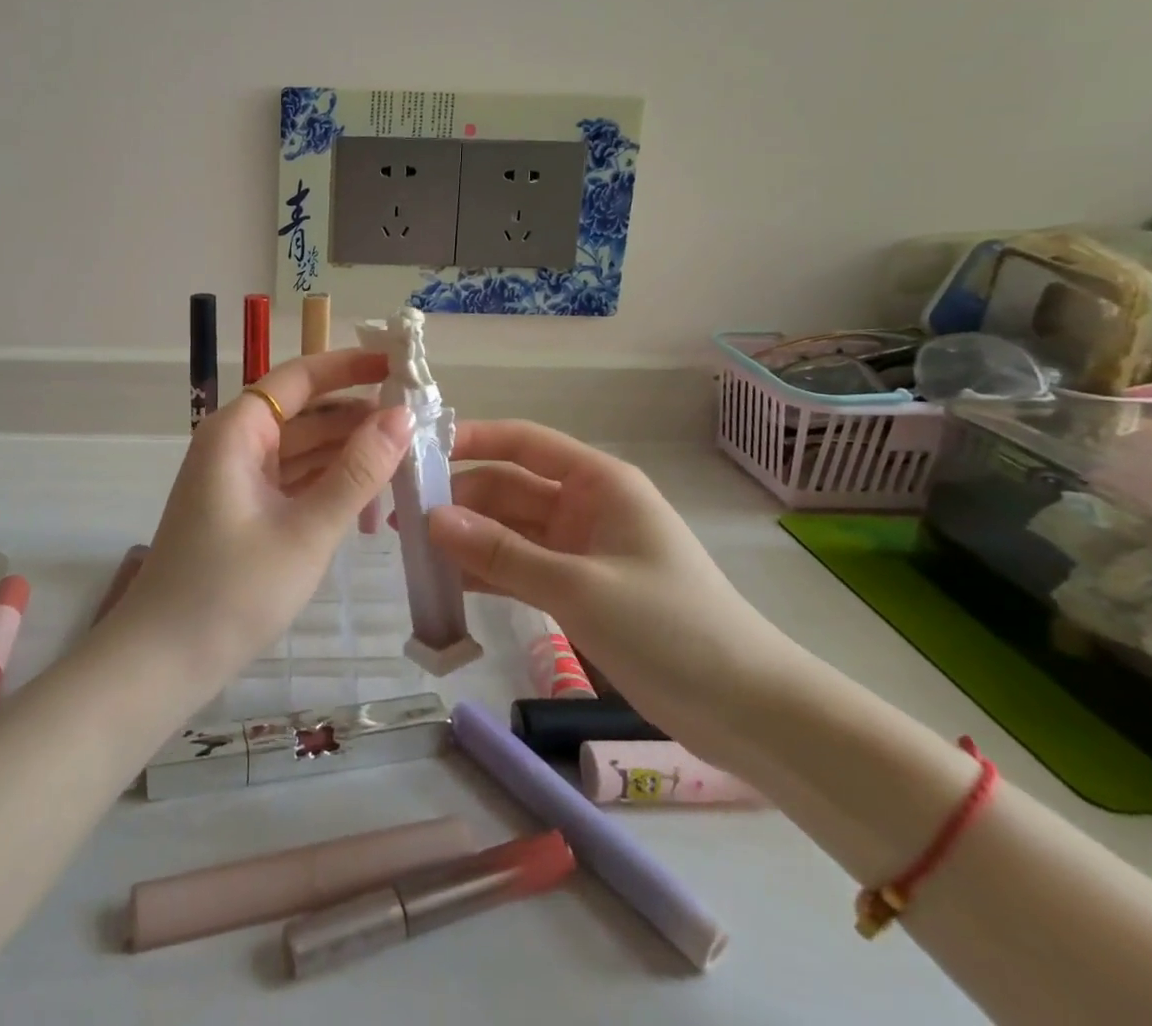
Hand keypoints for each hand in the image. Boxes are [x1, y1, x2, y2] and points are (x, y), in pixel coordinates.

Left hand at [110, 348, 413, 687]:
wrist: (163, 661)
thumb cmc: (233, 591)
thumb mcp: (307, 530)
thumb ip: (357, 471)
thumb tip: (402, 416)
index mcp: (238, 431)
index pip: (299, 377)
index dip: (349, 366)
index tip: (399, 365)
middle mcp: (234, 442)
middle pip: (303, 412)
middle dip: (357, 416)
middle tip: (418, 424)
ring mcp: (236, 476)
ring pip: (301, 448)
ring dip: (348, 453)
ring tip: (406, 458)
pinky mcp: (242, 507)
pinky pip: (292, 479)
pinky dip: (328, 484)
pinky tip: (371, 497)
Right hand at [425, 421, 804, 766]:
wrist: (749, 712)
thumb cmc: (671, 628)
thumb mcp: (579, 587)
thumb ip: (501, 553)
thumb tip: (431, 520)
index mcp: (598, 482)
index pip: (524, 442)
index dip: (473, 440)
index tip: (421, 453)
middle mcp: (585, 506)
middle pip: (509, 488)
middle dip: (459, 501)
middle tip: (402, 520)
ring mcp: (580, 550)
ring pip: (509, 532)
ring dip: (468, 540)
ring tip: (412, 554)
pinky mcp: (577, 590)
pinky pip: (519, 569)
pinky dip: (487, 575)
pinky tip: (447, 587)